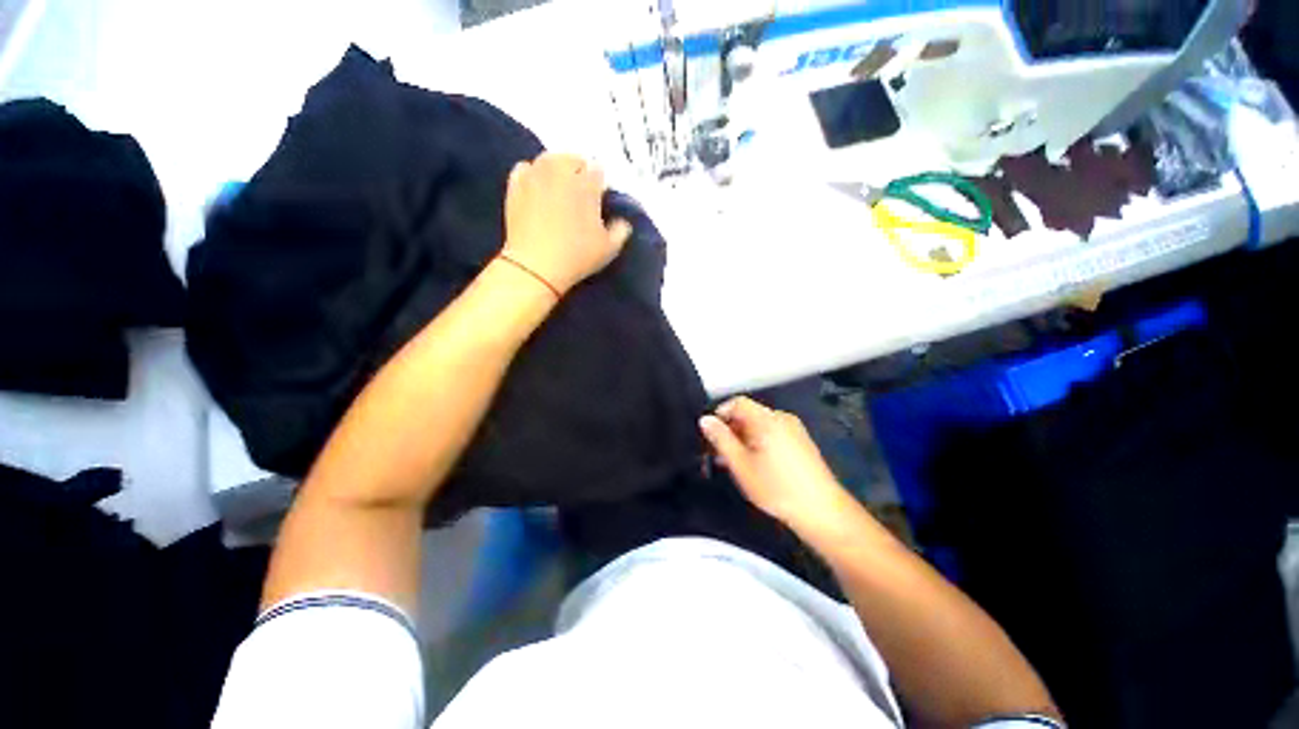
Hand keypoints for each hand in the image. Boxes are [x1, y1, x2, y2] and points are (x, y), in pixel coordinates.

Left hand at [502, 153, 632, 294]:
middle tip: (580, 197)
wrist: (535, 266)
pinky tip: (537, 190)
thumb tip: (622, 222)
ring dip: (557, 171)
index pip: (598, 170)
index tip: (598, 200)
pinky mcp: (515, 184)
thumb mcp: (609, 249)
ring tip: (558, 192)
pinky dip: (533, 175)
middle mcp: (562, 171)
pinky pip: (526, 168)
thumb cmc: (576, 257)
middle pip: (574, 159)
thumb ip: (621, 230)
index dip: (600, 185)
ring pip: (550, 160)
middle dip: (579, 173)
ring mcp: (536, 175)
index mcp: (587, 184)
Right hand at [699, 397, 852, 531]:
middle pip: (748, 414)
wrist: (822, 511)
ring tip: (735, 463)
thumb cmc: (777, 488)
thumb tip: (705, 420)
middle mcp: (782, 418)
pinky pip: (773, 434)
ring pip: (760, 426)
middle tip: (719, 454)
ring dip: (743, 438)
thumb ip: (721, 439)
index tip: (711, 436)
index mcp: (767, 419)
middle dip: (731, 430)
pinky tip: (755, 465)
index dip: (720, 414)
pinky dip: (759, 443)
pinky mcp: (801, 442)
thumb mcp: (741, 465)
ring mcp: (794, 430)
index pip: (737, 402)